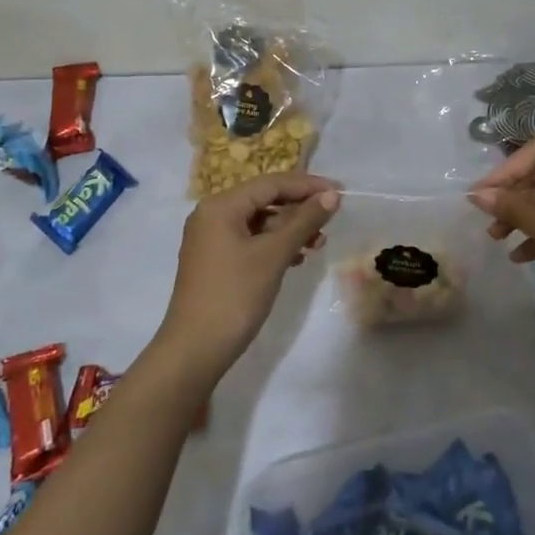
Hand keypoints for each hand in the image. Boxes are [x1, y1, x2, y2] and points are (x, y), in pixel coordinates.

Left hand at [153, 173, 340, 385]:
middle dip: (299, 208)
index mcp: (221, 206)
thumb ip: (304, 221)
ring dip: (290, 228)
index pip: (271, 183)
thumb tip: (331, 196)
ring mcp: (211, 239)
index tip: (339, 191)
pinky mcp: (215, 260)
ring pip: (259, 221)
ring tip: (318, 242)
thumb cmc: (234, 295)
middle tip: (332, 218)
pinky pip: (250, 240)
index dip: (307, 185)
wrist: (195, 351)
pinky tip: (297, 257)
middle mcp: (212, 214)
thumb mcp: (274, 255)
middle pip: (264, 199)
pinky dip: (274, 244)